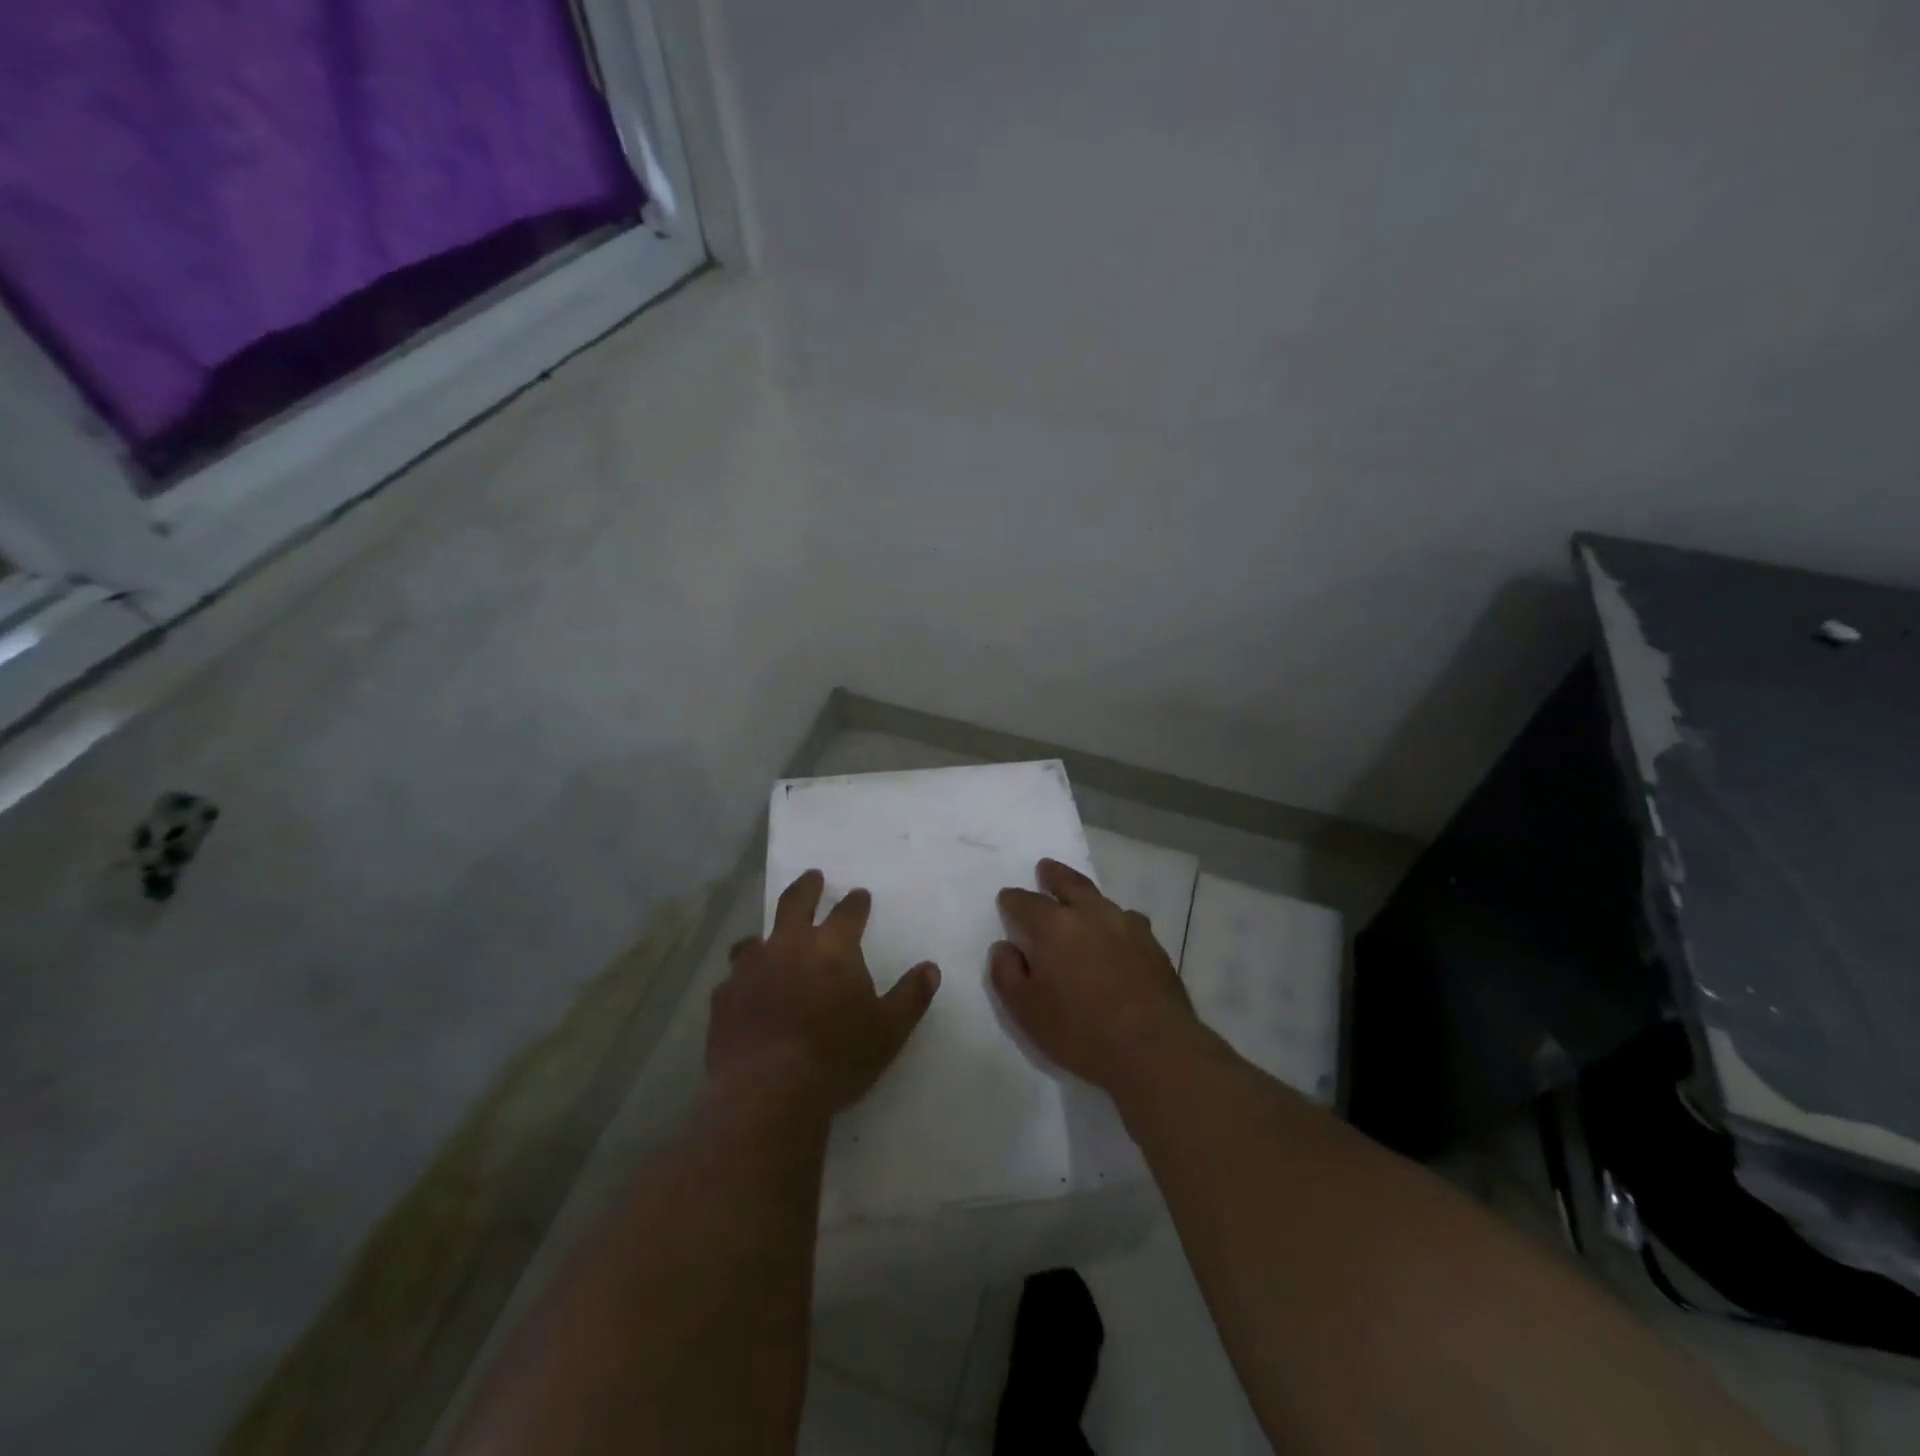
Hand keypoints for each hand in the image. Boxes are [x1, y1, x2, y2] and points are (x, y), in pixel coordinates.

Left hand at [708, 870, 940, 1115]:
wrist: (767, 1091)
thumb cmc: (837, 1057)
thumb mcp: (888, 1030)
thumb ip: (911, 996)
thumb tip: (930, 968)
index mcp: (832, 947)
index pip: (848, 912)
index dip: (856, 902)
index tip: (860, 895)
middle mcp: (788, 946)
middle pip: (795, 903)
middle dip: (807, 887)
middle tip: (812, 877)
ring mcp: (750, 969)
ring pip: (755, 939)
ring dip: (766, 937)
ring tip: (768, 941)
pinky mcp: (723, 998)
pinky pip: (732, 979)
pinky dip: (743, 980)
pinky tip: (745, 994)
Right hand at [992, 858, 1196, 1091]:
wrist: (1154, 1047)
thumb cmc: (1081, 1030)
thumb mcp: (1025, 1010)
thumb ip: (1006, 974)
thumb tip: (1004, 947)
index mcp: (1053, 926)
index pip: (1024, 902)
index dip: (1012, 901)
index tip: (1007, 901)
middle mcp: (1090, 914)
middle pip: (1069, 883)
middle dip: (1053, 875)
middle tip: (1046, 869)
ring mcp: (1126, 925)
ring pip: (1101, 899)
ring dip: (1086, 896)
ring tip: (1081, 900)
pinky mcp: (1152, 944)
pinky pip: (1128, 920)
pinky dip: (1115, 920)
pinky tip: (1117, 933)